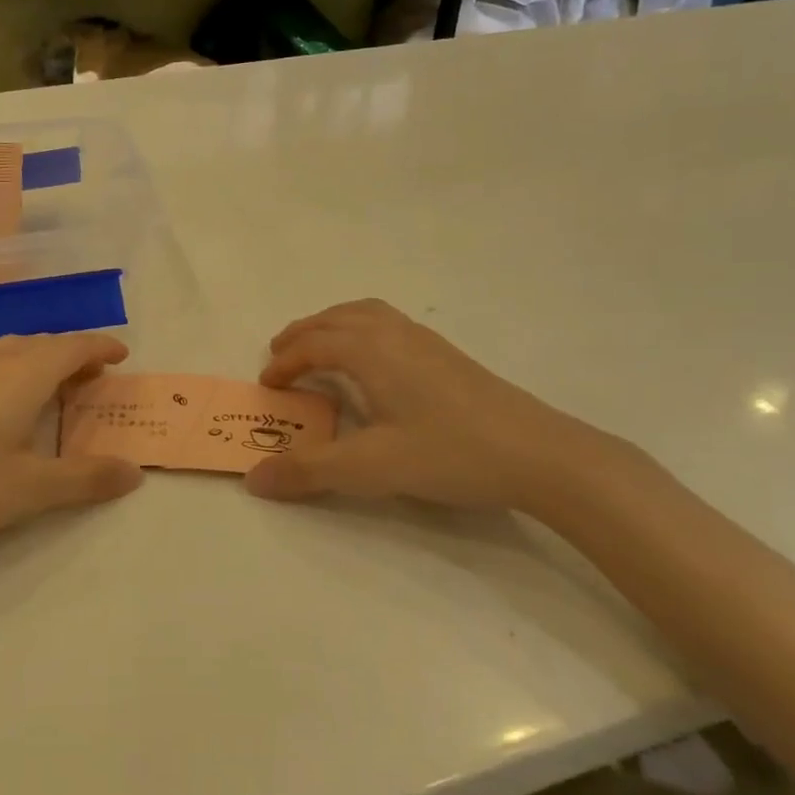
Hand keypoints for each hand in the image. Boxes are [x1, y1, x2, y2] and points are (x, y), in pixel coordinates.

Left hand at [0, 333, 142, 566]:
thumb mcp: (31, 489)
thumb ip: (86, 479)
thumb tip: (133, 473)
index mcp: (22, 377)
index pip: (71, 347)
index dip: (100, 347)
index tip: (121, 356)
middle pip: (42, 344)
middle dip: (73, 354)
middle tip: (93, 378)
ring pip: (12, 350)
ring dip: (41, 359)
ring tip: (54, 386)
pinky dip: (15, 369)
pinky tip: (5, 402)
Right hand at [244, 299, 627, 514]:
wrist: (540, 454)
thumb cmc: (450, 454)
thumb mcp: (371, 468)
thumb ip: (309, 471)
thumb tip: (253, 479)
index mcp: (371, 351)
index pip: (313, 345)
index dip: (285, 362)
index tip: (268, 386)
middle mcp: (394, 334)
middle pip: (335, 319)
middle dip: (301, 334)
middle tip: (279, 355)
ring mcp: (425, 341)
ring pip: (365, 314)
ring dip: (332, 326)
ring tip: (319, 348)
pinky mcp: (447, 355)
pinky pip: (388, 324)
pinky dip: (361, 329)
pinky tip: (373, 362)